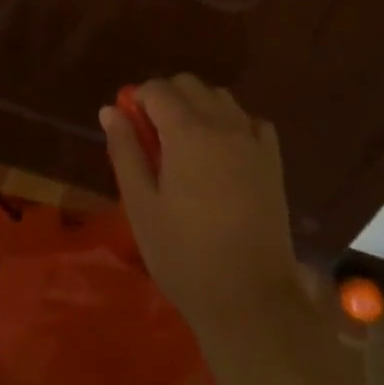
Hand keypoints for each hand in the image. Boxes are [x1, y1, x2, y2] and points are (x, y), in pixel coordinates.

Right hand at [100, 75, 302, 336]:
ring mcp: (252, 141)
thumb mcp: (142, 206)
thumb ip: (125, 151)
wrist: (250, 299)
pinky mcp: (273, 162)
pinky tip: (223, 151)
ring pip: (220, 97)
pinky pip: (250, 121)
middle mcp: (223, 125)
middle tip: (152, 135)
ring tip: (185, 143)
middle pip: (190, 84)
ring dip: (198, 106)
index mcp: (187, 132)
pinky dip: (232, 123)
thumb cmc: (184, 255)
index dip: (137, 99)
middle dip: (166, 97)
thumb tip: (110, 110)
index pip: (157, 89)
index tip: (129, 125)